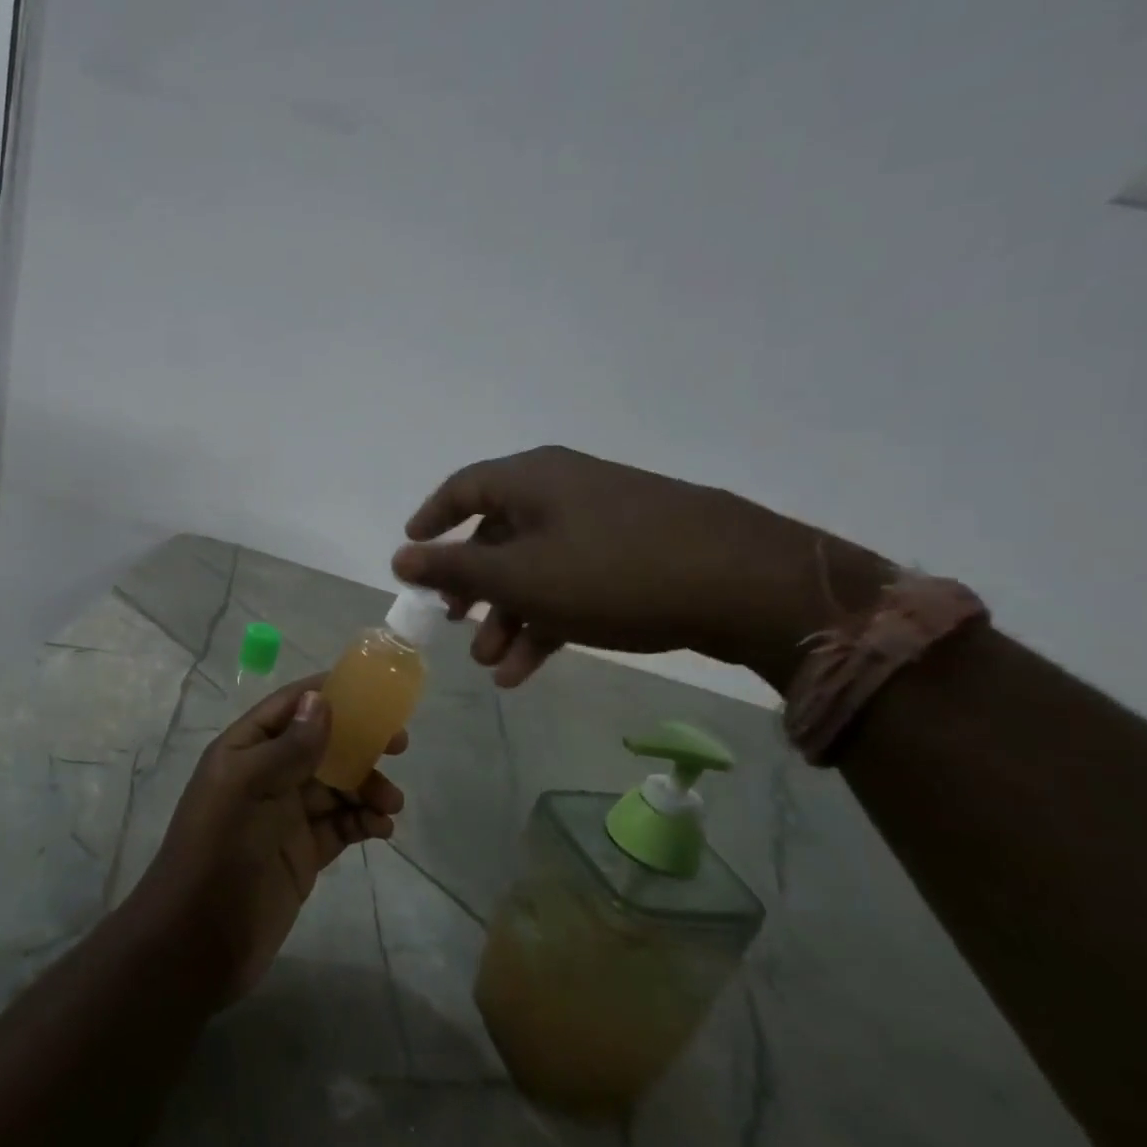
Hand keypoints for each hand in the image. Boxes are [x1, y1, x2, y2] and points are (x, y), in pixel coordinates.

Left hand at [130, 679, 405, 1005]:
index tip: (373, 693)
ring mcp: (286, 816)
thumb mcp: (247, 787)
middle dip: (359, 741)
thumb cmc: (217, 851)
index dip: (328, 693)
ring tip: (390, 804)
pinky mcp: (304, 854)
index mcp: (245, 750)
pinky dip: (364, 821)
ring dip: (367, 787)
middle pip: (321, 744)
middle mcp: (266, 776)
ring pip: (337, 786)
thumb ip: (288, 747)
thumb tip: (321, 699)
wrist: (198, 941)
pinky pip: (341, 825)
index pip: (290, 707)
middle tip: (399, 745)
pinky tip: (381, 829)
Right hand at [391, 446, 889, 690]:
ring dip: (510, 617)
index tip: (411, 555)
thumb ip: (454, 568)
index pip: (462, 489)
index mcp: (530, 479)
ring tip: (497, 667)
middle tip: (457, 628)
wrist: (748, 584)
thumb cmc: (611, 572)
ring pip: (537, 567)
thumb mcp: (519, 577)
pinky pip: (573, 581)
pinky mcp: (637, 553)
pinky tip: (533, 667)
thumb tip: (398, 557)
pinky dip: (548, 619)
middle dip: (474, 590)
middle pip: (499, 535)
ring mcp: (604, 520)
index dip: (431, 522)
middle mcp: (563, 489)